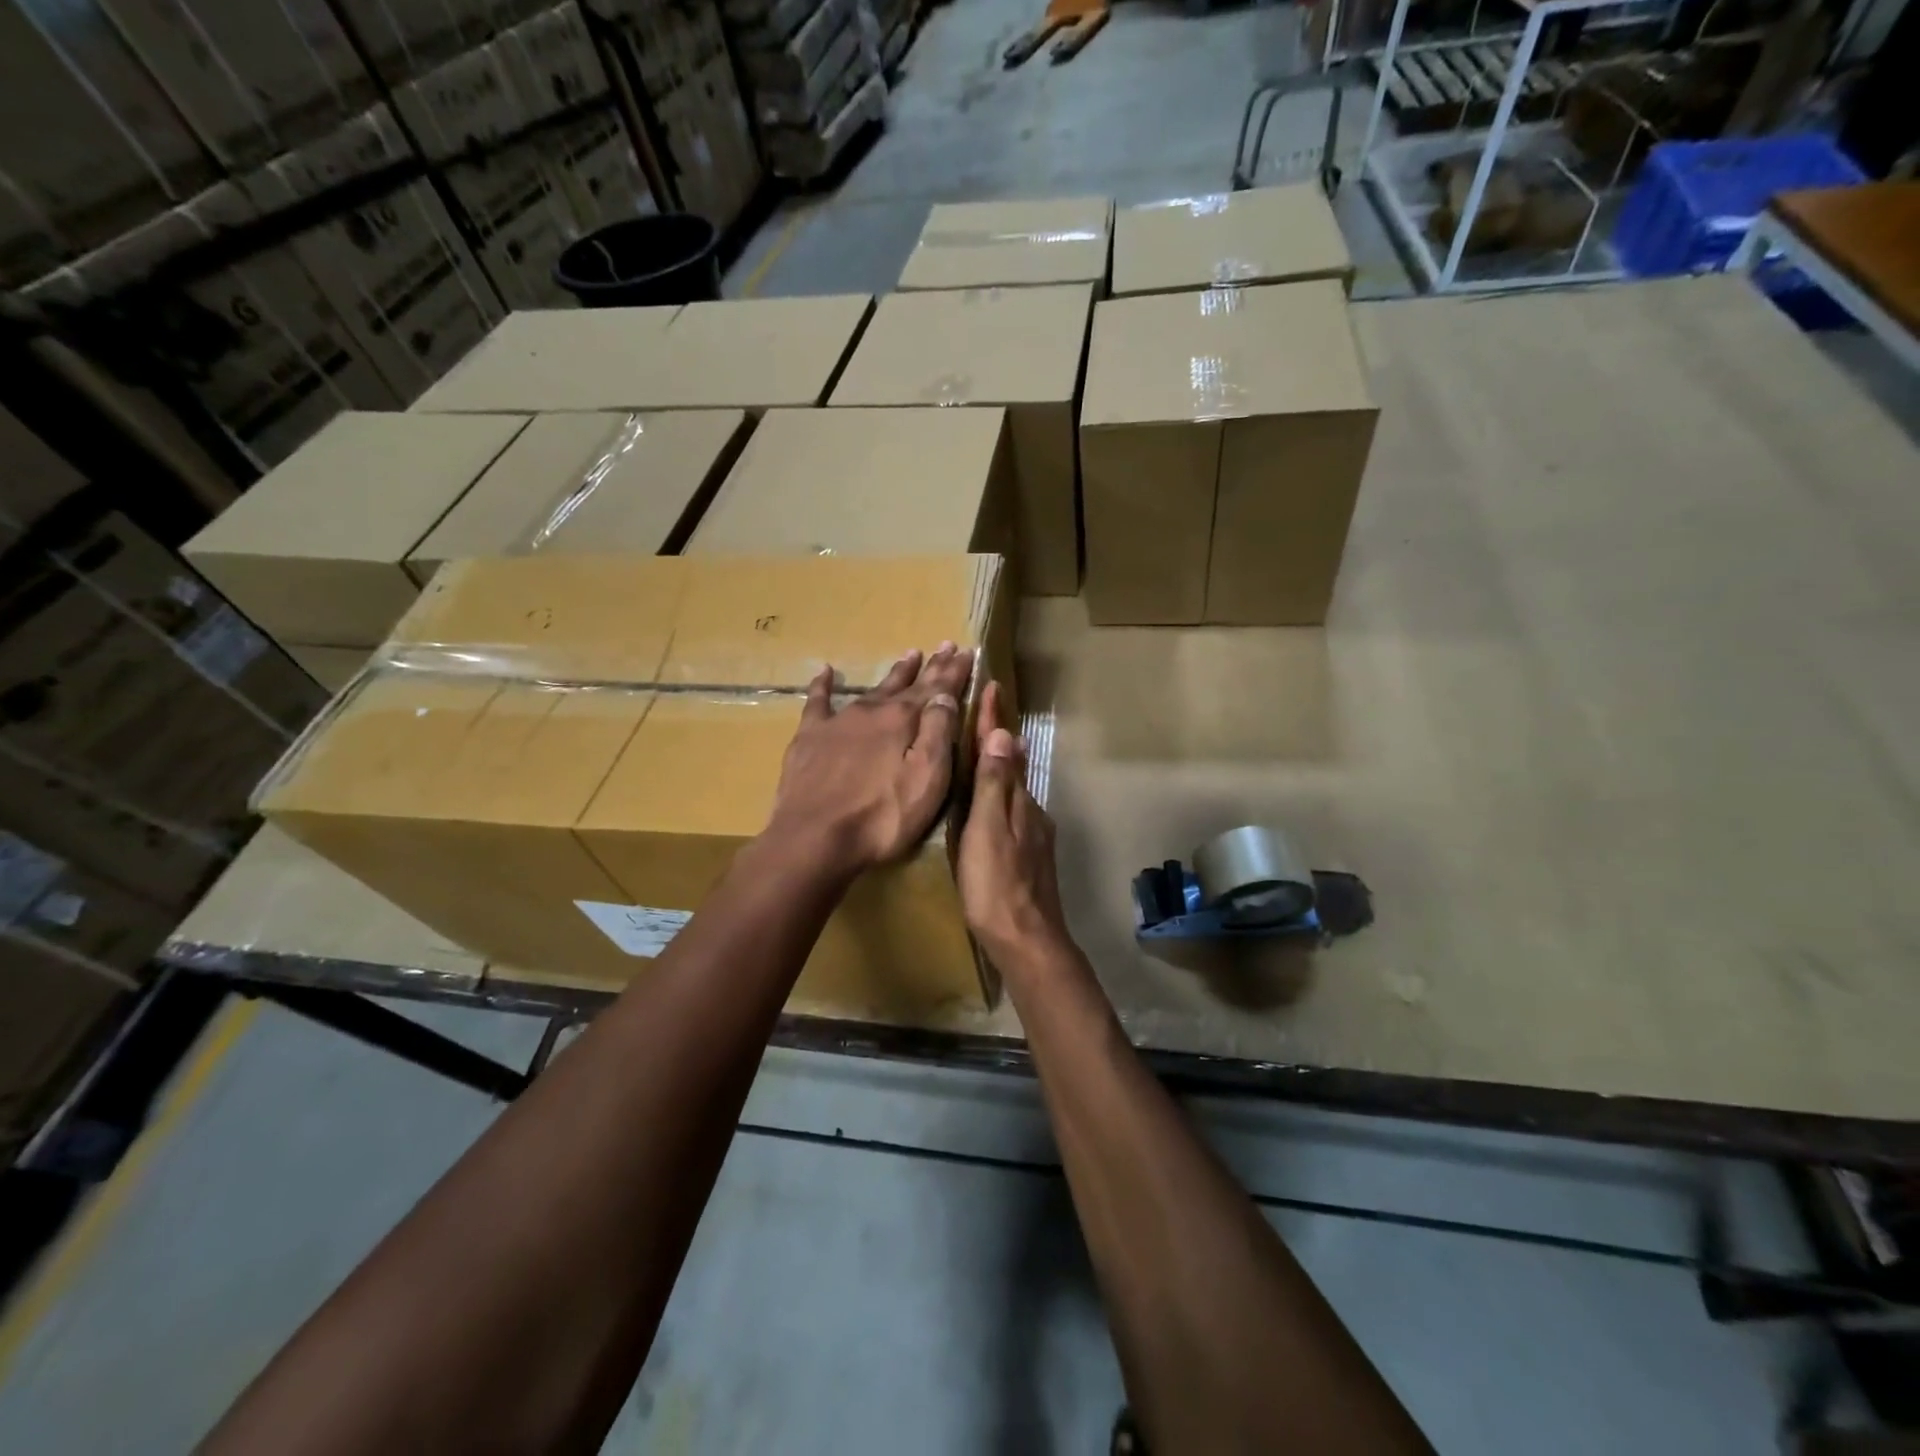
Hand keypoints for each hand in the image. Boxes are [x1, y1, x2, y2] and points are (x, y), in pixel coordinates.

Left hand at [764, 643, 974, 878]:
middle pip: (906, 684)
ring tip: (909, 655)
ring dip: (893, 673)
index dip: (954, 671)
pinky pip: (817, 702)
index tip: (968, 651)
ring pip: (871, 689)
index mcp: (903, 720)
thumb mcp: (927, 779)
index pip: (937, 688)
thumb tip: (945, 695)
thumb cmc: (882, 817)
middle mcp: (872, 711)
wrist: (814, 837)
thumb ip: (938, 733)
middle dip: (929, 666)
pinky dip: (822, 685)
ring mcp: (838, 721)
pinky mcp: (809, 738)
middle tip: (945, 646)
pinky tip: (824, 671)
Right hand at [958, 681, 1069, 966]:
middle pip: (1012, 766)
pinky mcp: (1029, 857)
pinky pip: (1012, 812)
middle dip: (998, 738)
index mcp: (1017, 801)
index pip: (1003, 750)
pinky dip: (1000, 796)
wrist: (1027, 941)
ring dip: (1000, 766)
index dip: (994, 719)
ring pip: (1013, 790)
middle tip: (982, 712)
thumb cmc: (997, 884)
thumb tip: (1003, 734)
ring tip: (982, 751)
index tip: (991, 684)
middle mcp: (1030, 811)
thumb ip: (994, 785)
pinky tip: (989, 805)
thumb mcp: (987, 831)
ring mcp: (1033, 835)